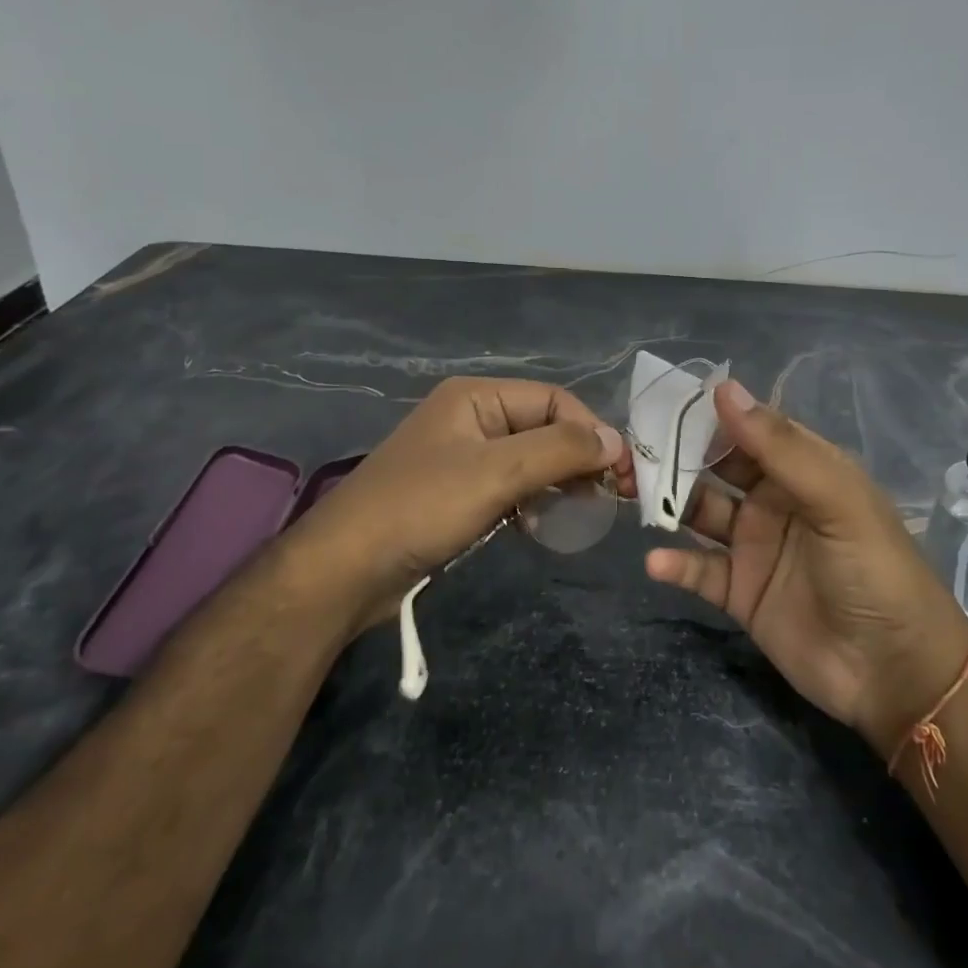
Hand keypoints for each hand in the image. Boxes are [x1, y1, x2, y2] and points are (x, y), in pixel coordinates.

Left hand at [296, 377, 628, 631]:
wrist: (346, 570)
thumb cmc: (422, 508)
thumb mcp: (497, 472)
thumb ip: (561, 450)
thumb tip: (616, 441)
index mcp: (477, 397)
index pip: (555, 400)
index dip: (592, 431)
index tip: (621, 475)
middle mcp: (472, 417)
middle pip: (544, 428)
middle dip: (579, 459)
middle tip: (610, 498)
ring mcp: (463, 456)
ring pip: (531, 460)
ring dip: (559, 482)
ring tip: (582, 514)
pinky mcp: (458, 493)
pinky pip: (511, 487)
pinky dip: (533, 501)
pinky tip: (543, 525)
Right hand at [646, 380, 967, 758]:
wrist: (896, 673)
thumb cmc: (874, 571)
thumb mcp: (835, 499)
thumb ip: (779, 447)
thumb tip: (723, 389)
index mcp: (802, 470)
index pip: (750, 429)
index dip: (711, 415)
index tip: (664, 402)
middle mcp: (774, 501)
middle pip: (716, 468)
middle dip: (677, 455)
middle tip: (634, 448)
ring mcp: (755, 547)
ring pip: (700, 513)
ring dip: (667, 502)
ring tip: (631, 492)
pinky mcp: (740, 592)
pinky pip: (699, 569)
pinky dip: (675, 563)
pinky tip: (656, 560)